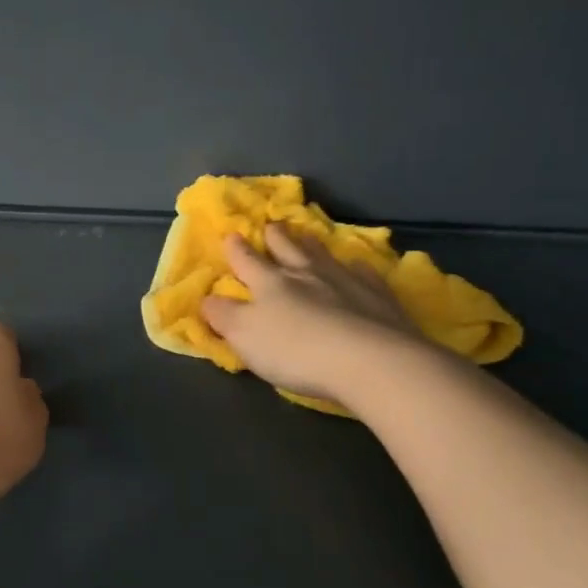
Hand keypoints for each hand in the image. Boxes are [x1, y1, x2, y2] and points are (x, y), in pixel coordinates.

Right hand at [200, 227, 427, 405]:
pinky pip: (365, 275)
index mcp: (270, 283)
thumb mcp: (244, 336)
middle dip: (276, 237)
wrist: (373, 362)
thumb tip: (207, 299)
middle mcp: (306, 274)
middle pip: (288, 250)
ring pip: (324, 256)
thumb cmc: (297, 351)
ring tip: (307, 236)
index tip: (231, 235)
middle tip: (272, 225)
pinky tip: (358, 267)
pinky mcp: (380, 298)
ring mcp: (346, 282)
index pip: (247, 261)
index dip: (236, 249)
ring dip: (312, 245)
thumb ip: (223, 316)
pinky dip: (357, 268)